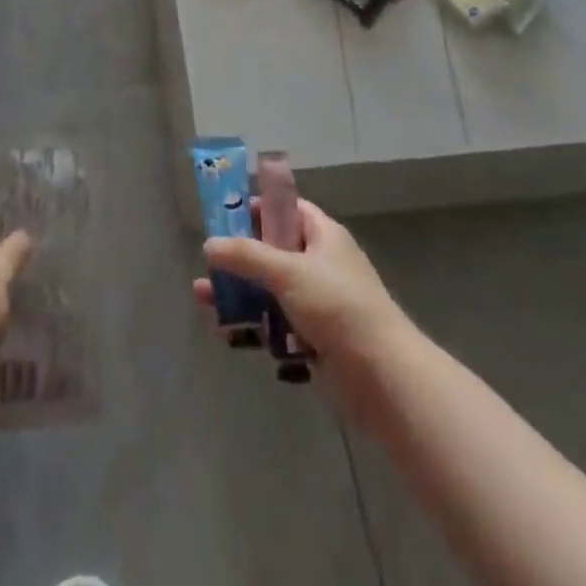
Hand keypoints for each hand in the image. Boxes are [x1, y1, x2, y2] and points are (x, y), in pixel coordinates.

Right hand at [191, 199, 407, 383]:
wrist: (382, 377)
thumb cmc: (337, 306)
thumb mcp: (287, 271)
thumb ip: (245, 255)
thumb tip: (209, 244)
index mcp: (323, 235)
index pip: (286, 209)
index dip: (257, 208)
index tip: (225, 215)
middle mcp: (320, 264)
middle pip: (271, 251)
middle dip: (238, 258)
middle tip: (207, 262)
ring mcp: (317, 303)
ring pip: (269, 290)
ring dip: (238, 294)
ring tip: (203, 299)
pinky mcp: (313, 339)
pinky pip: (275, 324)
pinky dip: (253, 326)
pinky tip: (226, 334)